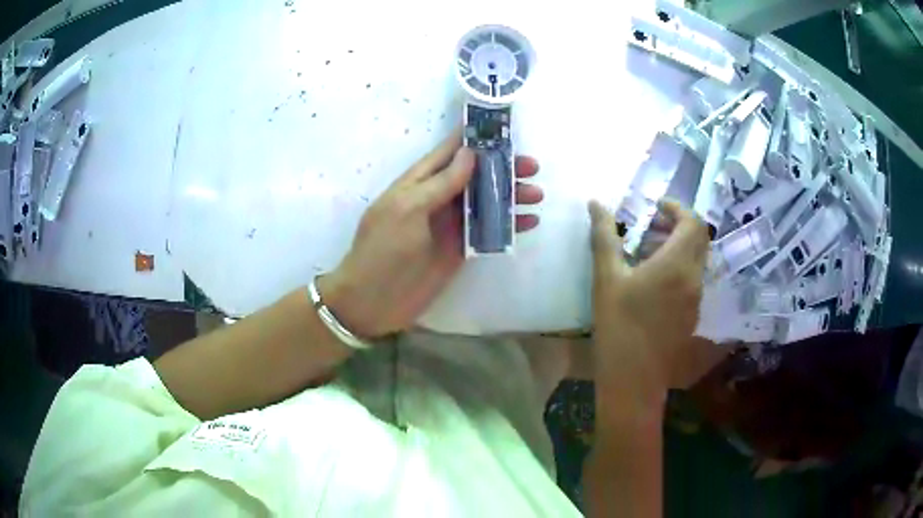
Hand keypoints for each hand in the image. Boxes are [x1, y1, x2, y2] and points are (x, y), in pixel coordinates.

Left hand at [318, 130, 542, 338]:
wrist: (373, 301)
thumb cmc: (382, 250)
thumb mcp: (407, 209)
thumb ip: (440, 183)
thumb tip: (470, 153)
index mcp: (418, 182)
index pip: (449, 151)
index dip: (474, 138)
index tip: (504, 127)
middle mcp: (437, 198)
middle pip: (474, 175)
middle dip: (502, 167)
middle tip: (532, 166)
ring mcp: (450, 224)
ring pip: (485, 202)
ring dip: (510, 195)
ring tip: (537, 193)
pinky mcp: (460, 249)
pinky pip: (488, 231)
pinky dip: (508, 225)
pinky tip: (529, 221)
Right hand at [589, 199, 722, 398]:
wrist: (633, 379)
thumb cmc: (617, 326)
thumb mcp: (606, 278)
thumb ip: (605, 236)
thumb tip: (596, 203)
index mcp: (677, 264)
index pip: (692, 221)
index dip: (677, 207)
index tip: (656, 207)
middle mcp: (694, 278)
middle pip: (700, 238)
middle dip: (679, 224)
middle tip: (653, 225)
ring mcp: (697, 299)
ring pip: (698, 259)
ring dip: (680, 246)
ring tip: (650, 251)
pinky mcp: (693, 315)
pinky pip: (693, 279)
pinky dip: (680, 267)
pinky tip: (655, 282)